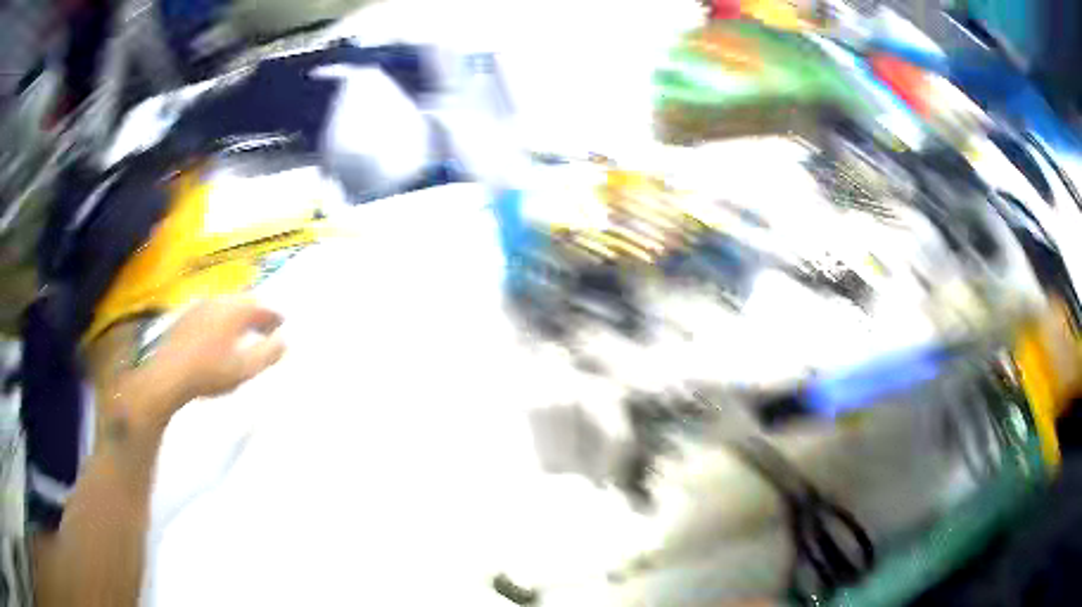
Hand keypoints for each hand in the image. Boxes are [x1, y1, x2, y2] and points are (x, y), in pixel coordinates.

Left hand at [113, 297, 285, 430]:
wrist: (168, 375)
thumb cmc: (209, 372)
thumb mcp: (244, 369)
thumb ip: (268, 354)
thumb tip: (285, 341)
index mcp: (235, 310)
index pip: (262, 307)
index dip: (275, 316)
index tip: (283, 325)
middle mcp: (218, 300)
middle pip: (244, 302)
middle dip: (257, 315)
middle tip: (265, 330)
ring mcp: (200, 306)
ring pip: (226, 306)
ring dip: (239, 317)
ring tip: (243, 335)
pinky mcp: (186, 316)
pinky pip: (211, 312)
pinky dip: (222, 321)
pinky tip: (219, 338)